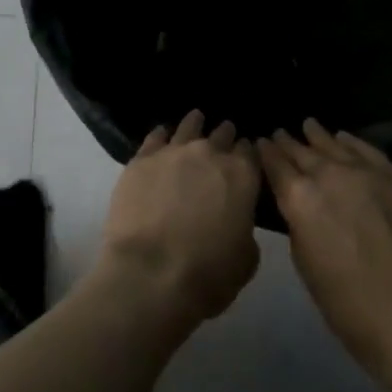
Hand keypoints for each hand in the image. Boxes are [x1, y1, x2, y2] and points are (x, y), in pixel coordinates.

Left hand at [97, 110, 260, 328]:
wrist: (151, 271)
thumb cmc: (208, 273)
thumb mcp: (245, 258)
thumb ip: (243, 227)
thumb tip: (234, 217)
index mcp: (241, 177)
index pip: (250, 153)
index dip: (249, 153)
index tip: (246, 154)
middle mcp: (208, 154)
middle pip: (221, 136)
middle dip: (225, 136)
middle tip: (226, 134)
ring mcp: (172, 152)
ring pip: (187, 128)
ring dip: (194, 124)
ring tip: (196, 118)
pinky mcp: (141, 159)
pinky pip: (154, 137)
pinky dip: (161, 134)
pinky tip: (162, 133)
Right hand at [257, 120, 391, 391]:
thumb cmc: (348, 306)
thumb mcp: (304, 262)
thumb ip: (297, 222)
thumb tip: (297, 206)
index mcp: (298, 197)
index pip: (274, 163)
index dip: (265, 152)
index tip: (260, 143)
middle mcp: (327, 175)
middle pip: (301, 151)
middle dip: (288, 143)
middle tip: (279, 134)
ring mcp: (365, 173)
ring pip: (333, 145)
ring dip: (317, 136)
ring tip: (308, 125)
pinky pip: (368, 151)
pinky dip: (352, 142)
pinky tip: (344, 137)